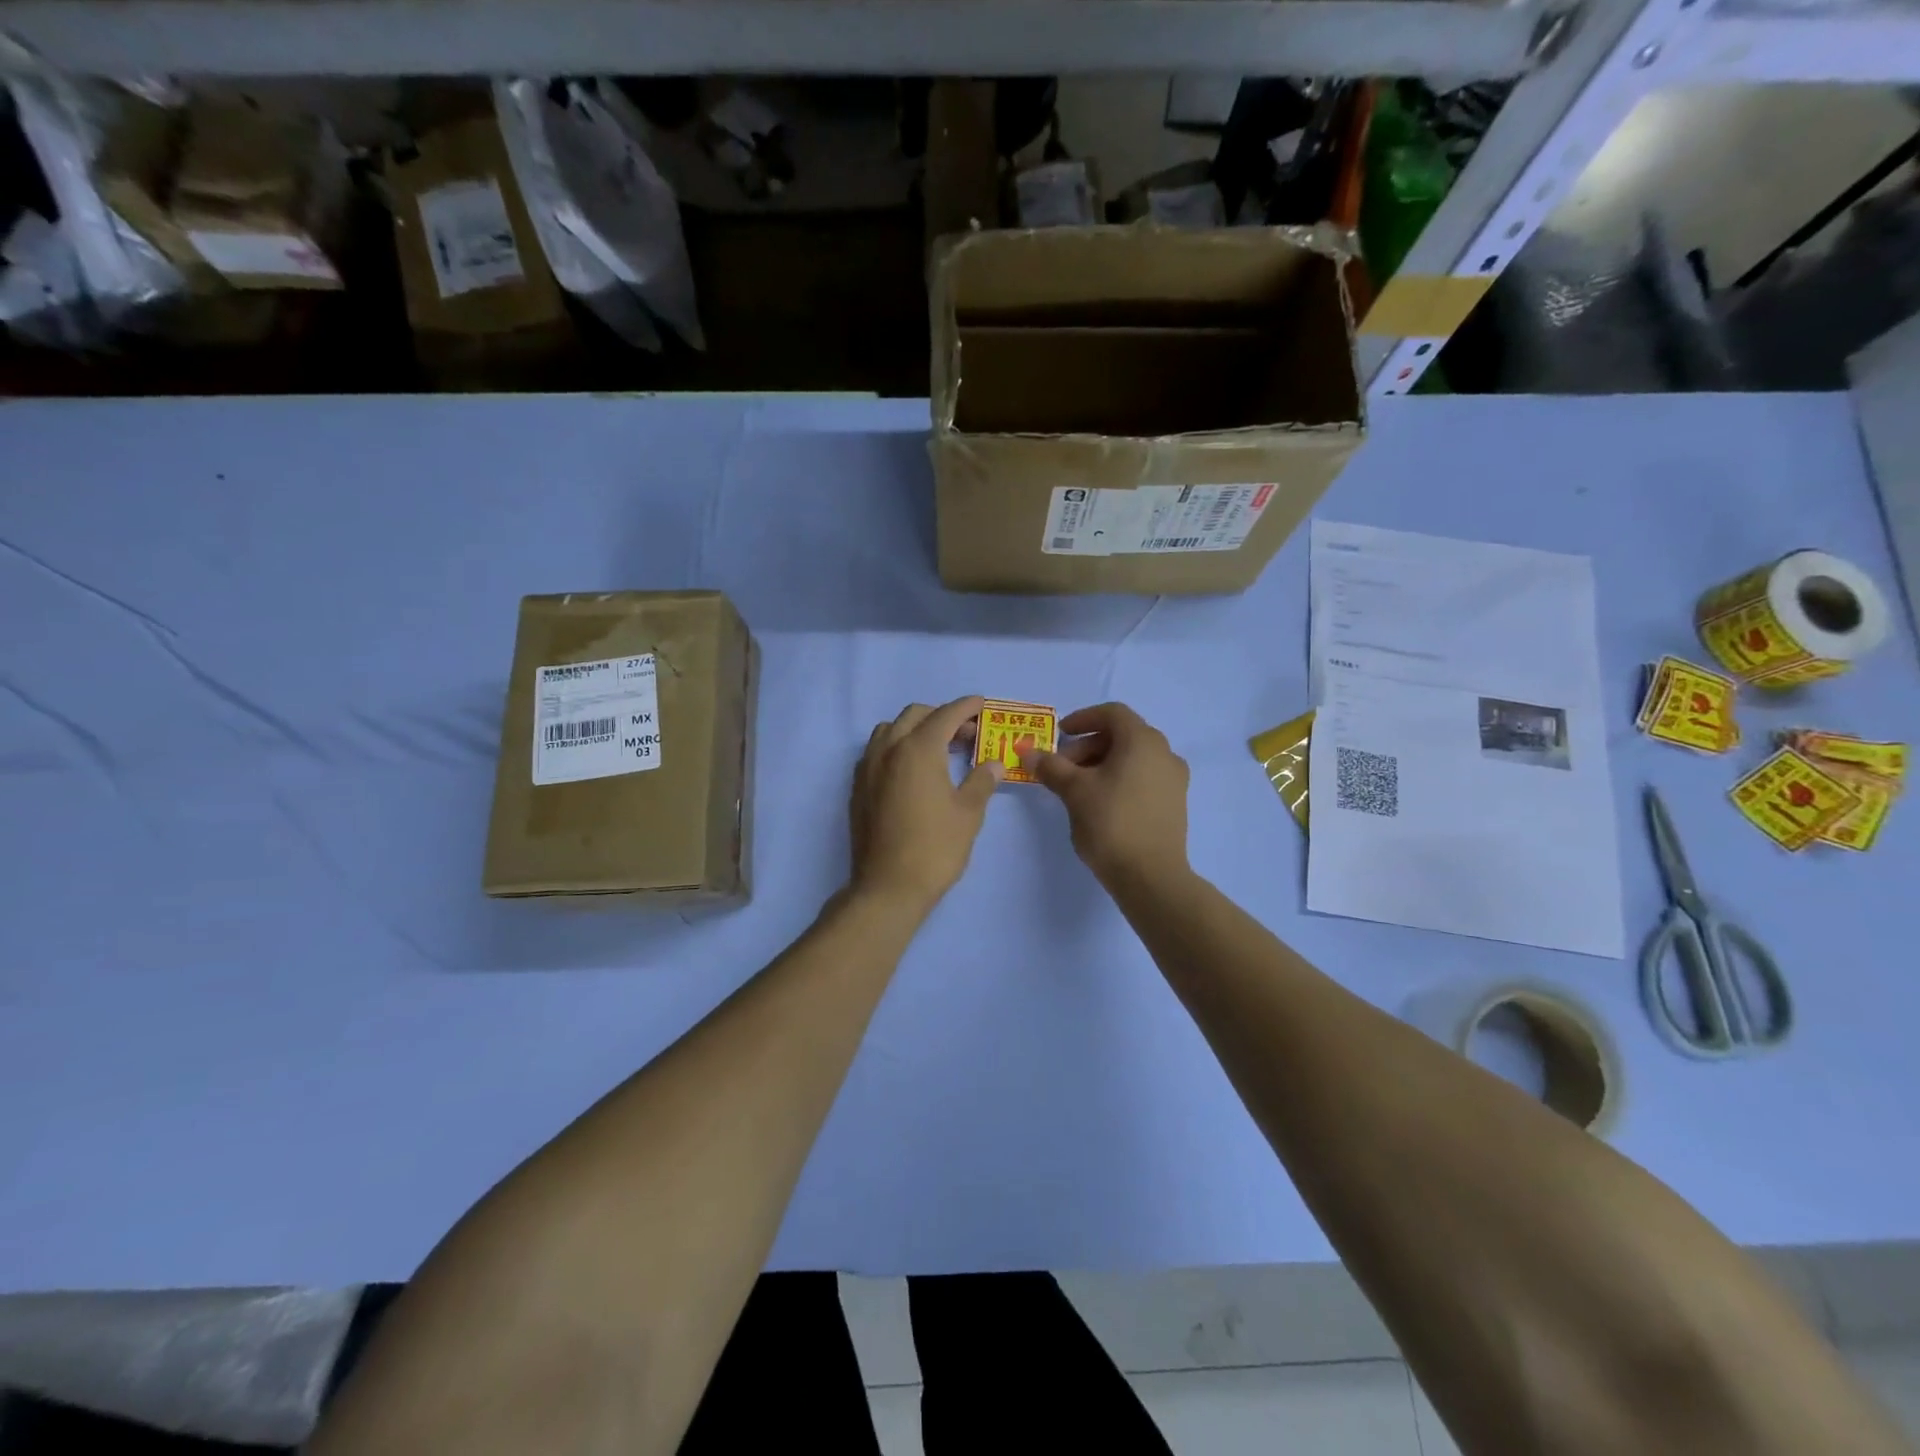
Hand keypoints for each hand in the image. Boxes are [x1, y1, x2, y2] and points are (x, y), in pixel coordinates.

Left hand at [849, 697, 1002, 914]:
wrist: (887, 887)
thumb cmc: (935, 848)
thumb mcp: (968, 813)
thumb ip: (981, 781)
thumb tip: (994, 763)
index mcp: (918, 749)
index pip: (945, 715)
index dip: (967, 707)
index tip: (982, 705)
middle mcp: (888, 749)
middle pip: (915, 715)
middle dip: (942, 716)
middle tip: (967, 735)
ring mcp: (868, 767)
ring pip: (891, 730)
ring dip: (915, 729)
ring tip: (939, 750)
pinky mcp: (858, 787)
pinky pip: (877, 751)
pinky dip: (897, 747)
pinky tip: (913, 771)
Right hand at [1022, 702, 1189, 888]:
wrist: (1151, 877)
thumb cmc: (1111, 823)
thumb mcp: (1074, 791)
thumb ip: (1051, 767)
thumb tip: (1028, 752)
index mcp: (1143, 740)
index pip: (1112, 713)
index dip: (1082, 719)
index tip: (1060, 735)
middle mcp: (1165, 753)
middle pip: (1122, 735)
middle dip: (1088, 746)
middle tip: (1062, 768)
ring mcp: (1174, 779)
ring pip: (1133, 758)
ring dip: (1103, 764)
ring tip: (1078, 788)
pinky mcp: (1175, 804)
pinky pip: (1144, 778)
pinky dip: (1120, 780)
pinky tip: (1101, 804)